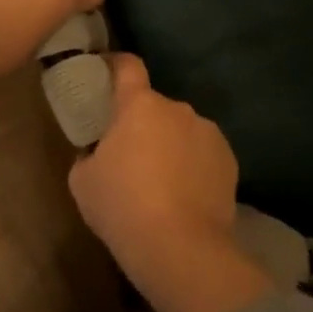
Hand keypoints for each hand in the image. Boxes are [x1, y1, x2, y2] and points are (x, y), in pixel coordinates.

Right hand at [68, 55, 273, 311]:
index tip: (106, 71)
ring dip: (169, 144)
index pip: (128, 67)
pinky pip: (202, 153)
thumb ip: (87, 155)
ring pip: (181, 130)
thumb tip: (96, 153)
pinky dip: (191, 165)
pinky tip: (182, 195)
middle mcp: (178, 110)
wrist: (180, 247)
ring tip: (159, 180)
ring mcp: (209, 134)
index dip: (115, 64)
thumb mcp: (82, 180)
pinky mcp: (230, 162)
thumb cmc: (121, 206)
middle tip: (127, 152)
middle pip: (154, 106)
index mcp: (139, 106)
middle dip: (141, 122)